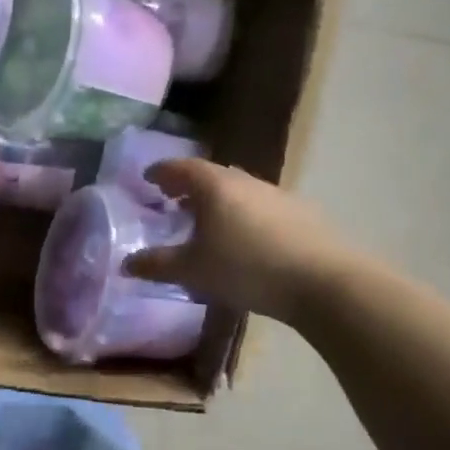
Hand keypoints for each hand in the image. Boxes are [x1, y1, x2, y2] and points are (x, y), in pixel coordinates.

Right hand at [127, 158, 347, 322]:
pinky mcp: (300, 214)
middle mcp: (245, 181)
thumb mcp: (193, 270)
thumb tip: (126, 264)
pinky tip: (243, 238)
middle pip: (211, 175)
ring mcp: (276, 195)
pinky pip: (259, 206)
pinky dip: (241, 213)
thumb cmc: (246, 268)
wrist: (323, 282)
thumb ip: (157, 265)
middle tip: (171, 199)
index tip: (148, 178)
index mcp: (215, 186)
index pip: (181, 167)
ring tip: (205, 221)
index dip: (162, 171)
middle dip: (188, 185)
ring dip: (217, 200)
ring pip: (237, 190)